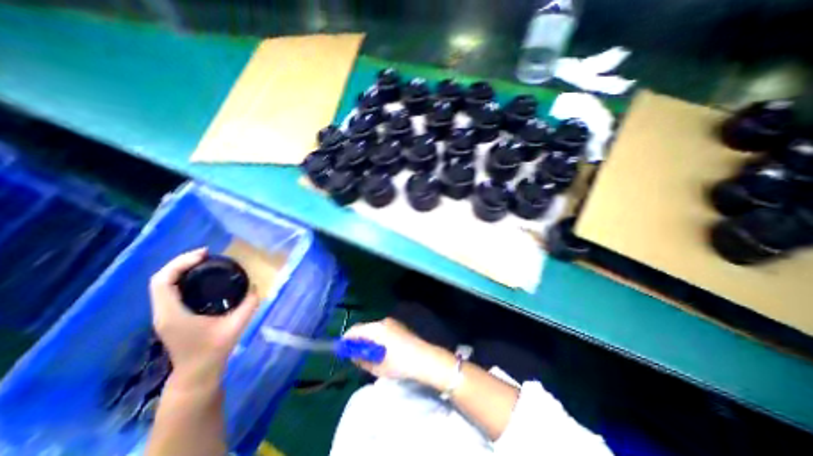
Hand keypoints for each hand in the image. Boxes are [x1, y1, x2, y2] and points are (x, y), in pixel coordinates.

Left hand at [149, 249, 257, 386]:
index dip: (180, 263)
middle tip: (207, 254)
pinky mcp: (170, 316)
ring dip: (180, 269)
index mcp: (173, 313)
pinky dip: (181, 279)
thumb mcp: (237, 325)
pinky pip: (169, 291)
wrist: (197, 372)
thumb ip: (249, 303)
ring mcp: (164, 315)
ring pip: (162, 285)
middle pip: (160, 279)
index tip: (204, 254)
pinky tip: (201, 277)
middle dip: (181, 262)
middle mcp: (162, 312)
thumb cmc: (214, 349)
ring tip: (205, 262)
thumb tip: (256, 286)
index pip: (163, 281)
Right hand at [341, 319, 455, 390]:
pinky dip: (378, 338)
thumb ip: (362, 359)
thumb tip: (353, 355)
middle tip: (354, 354)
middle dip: (358, 339)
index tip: (341, 348)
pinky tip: (381, 350)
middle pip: (366, 328)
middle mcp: (384, 321)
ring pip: (375, 329)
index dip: (347, 339)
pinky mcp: (400, 326)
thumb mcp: (377, 366)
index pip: (356, 330)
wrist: (425, 359)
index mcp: (377, 329)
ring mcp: (393, 322)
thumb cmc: (399, 364)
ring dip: (369, 339)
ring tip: (368, 354)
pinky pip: (383, 330)